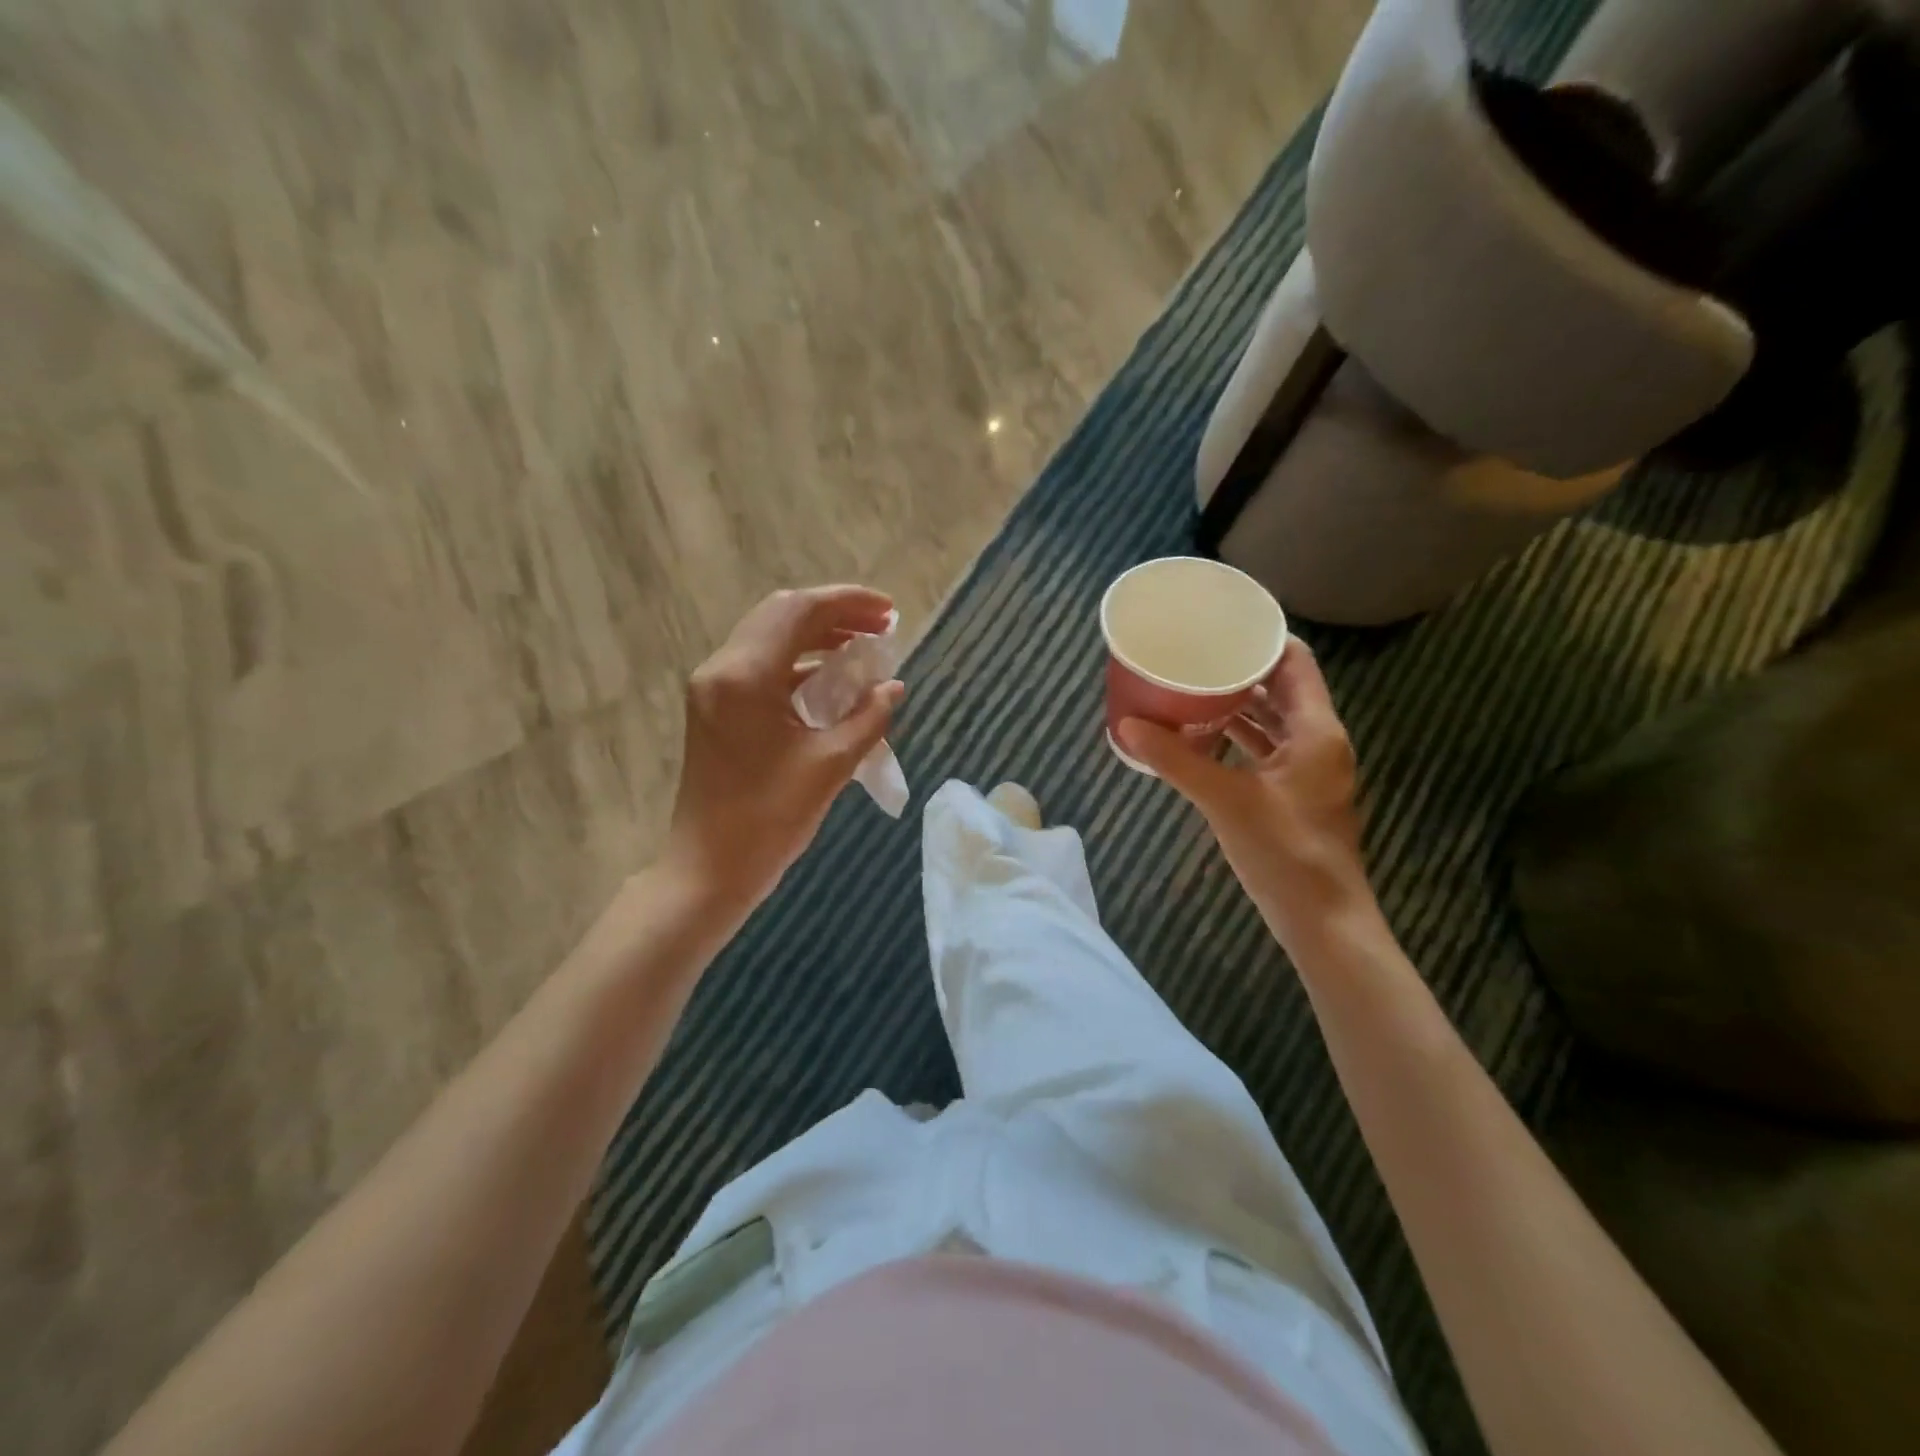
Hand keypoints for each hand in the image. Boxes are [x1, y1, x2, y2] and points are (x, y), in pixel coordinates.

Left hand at [665, 585, 904, 912]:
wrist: (709, 868)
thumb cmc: (770, 820)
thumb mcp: (830, 765)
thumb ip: (868, 717)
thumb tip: (893, 687)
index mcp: (746, 676)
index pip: (800, 612)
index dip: (849, 603)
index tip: (890, 612)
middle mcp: (722, 669)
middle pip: (781, 615)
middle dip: (834, 614)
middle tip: (880, 626)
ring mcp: (713, 688)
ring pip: (769, 638)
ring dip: (816, 636)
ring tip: (863, 649)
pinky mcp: (715, 709)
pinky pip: (761, 667)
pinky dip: (798, 663)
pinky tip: (831, 679)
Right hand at [1118, 638, 1374, 950]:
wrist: (1322, 919)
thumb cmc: (1283, 852)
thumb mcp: (1224, 800)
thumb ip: (1175, 760)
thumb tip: (1127, 725)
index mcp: (1315, 730)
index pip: (1295, 661)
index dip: (1261, 639)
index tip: (1220, 626)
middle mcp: (1318, 741)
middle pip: (1283, 687)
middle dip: (1242, 670)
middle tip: (1196, 655)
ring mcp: (1309, 769)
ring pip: (1274, 720)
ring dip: (1239, 704)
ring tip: (1192, 688)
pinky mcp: (1296, 793)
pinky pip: (1267, 749)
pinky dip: (1240, 737)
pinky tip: (1203, 736)